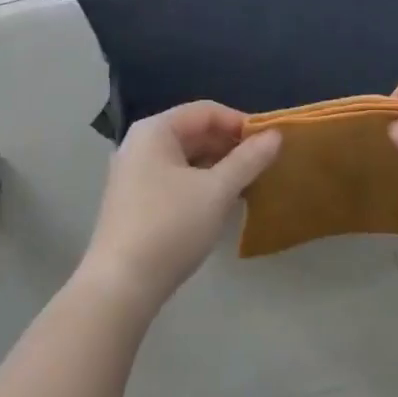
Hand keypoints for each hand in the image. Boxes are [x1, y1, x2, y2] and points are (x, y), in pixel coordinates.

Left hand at [80, 103, 281, 311]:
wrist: (121, 285)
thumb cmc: (170, 227)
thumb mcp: (217, 191)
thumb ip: (248, 160)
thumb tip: (276, 135)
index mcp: (155, 130)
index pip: (206, 111)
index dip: (241, 122)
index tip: (271, 143)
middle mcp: (140, 144)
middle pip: (194, 132)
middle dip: (230, 145)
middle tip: (264, 164)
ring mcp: (133, 173)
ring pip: (185, 157)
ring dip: (218, 166)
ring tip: (249, 184)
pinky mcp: (134, 200)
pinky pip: (175, 178)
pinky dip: (200, 183)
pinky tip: (221, 203)